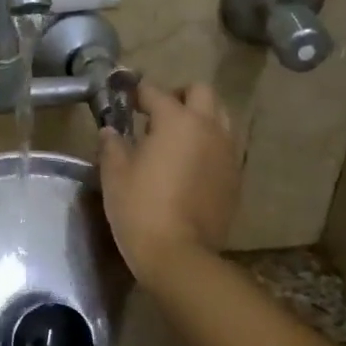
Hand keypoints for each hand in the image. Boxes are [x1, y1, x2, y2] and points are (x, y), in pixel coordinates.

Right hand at [97, 82, 240, 281]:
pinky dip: (209, 145)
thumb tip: (110, 131)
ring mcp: (227, 152)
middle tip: (157, 114)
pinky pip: (225, 146)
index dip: (137, 92)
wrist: (179, 254)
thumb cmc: (140, 208)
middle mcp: (209, 128)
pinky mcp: (235, 177)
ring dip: (200, 117)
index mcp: (177, 121)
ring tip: (177, 138)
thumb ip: (112, 145)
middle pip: (201, 92)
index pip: (156, 92)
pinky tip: (190, 165)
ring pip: (220, 117)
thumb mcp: (114, 175)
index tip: (125, 98)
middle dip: (179, 95)